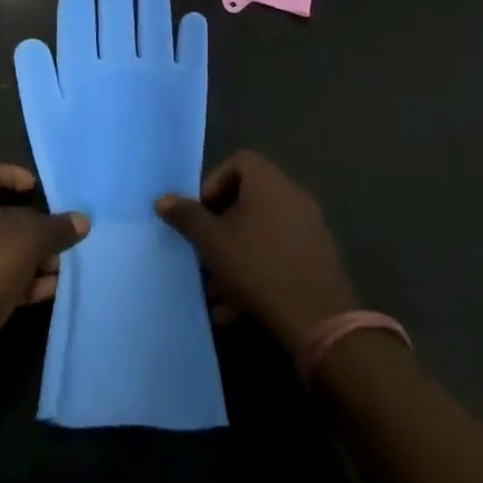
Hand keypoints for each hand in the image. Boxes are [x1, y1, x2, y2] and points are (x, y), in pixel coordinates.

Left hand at [0, 163, 88, 370]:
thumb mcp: (31, 238)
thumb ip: (58, 227)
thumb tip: (82, 220)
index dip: (14, 174)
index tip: (37, 190)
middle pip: (0, 213)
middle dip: (34, 225)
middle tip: (59, 233)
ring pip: (2, 248)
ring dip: (33, 256)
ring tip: (61, 266)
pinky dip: (22, 280)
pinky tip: (50, 289)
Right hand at [155, 151, 356, 352]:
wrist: (319, 320)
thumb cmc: (258, 268)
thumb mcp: (212, 242)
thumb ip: (187, 217)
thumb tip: (163, 199)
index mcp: (268, 182)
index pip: (239, 162)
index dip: (214, 183)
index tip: (202, 214)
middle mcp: (292, 195)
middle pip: (248, 199)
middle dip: (221, 227)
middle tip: (205, 253)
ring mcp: (309, 226)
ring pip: (261, 232)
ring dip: (235, 256)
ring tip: (216, 293)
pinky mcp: (317, 257)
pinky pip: (278, 253)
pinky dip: (257, 271)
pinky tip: (238, 308)